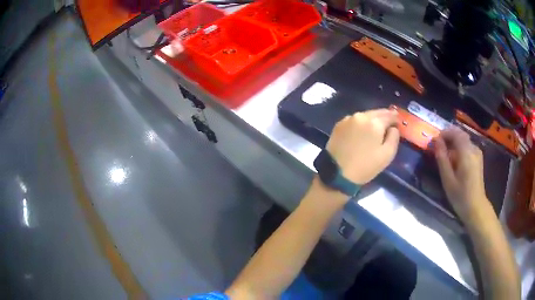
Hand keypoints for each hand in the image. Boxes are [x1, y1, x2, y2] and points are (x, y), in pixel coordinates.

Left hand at [326, 109, 399, 184]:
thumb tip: (393, 127)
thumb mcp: (387, 154)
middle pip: (377, 113)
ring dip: (372, 119)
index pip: (390, 115)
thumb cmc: (365, 166)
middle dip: (384, 117)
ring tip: (376, 128)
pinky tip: (362, 131)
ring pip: (365, 115)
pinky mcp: (338, 125)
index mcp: (374, 122)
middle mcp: (361, 116)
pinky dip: (361, 123)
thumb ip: (394, 137)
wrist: (337, 174)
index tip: (399, 123)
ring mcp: (348, 119)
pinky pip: (354, 120)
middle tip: (390, 123)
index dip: (396, 119)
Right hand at [434, 127, 488, 220]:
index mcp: (466, 153)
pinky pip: (467, 146)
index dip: (444, 133)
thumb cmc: (460, 195)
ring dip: (453, 142)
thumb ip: (442, 158)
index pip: (455, 133)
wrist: (476, 207)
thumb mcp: (448, 179)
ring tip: (445, 153)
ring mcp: (477, 153)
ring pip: (464, 139)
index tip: (434, 141)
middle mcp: (473, 148)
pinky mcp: (478, 158)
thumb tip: (436, 141)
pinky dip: (459, 147)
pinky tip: (454, 159)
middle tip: (438, 146)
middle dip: (448, 136)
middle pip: (460, 134)